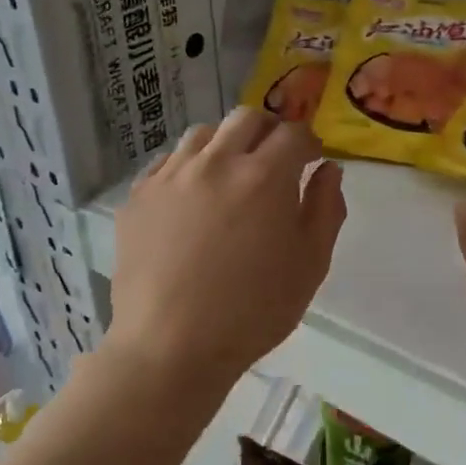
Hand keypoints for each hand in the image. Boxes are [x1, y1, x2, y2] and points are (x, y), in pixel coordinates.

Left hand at [109, 108, 345, 384]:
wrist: (171, 345)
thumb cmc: (253, 311)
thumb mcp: (310, 265)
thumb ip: (326, 209)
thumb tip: (327, 169)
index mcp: (264, 176)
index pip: (293, 133)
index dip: (308, 141)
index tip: (311, 157)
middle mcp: (215, 162)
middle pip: (246, 119)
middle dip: (269, 129)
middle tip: (275, 156)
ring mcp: (170, 176)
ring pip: (203, 134)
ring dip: (226, 143)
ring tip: (231, 173)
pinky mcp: (138, 196)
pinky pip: (168, 162)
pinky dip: (189, 166)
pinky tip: (192, 196)